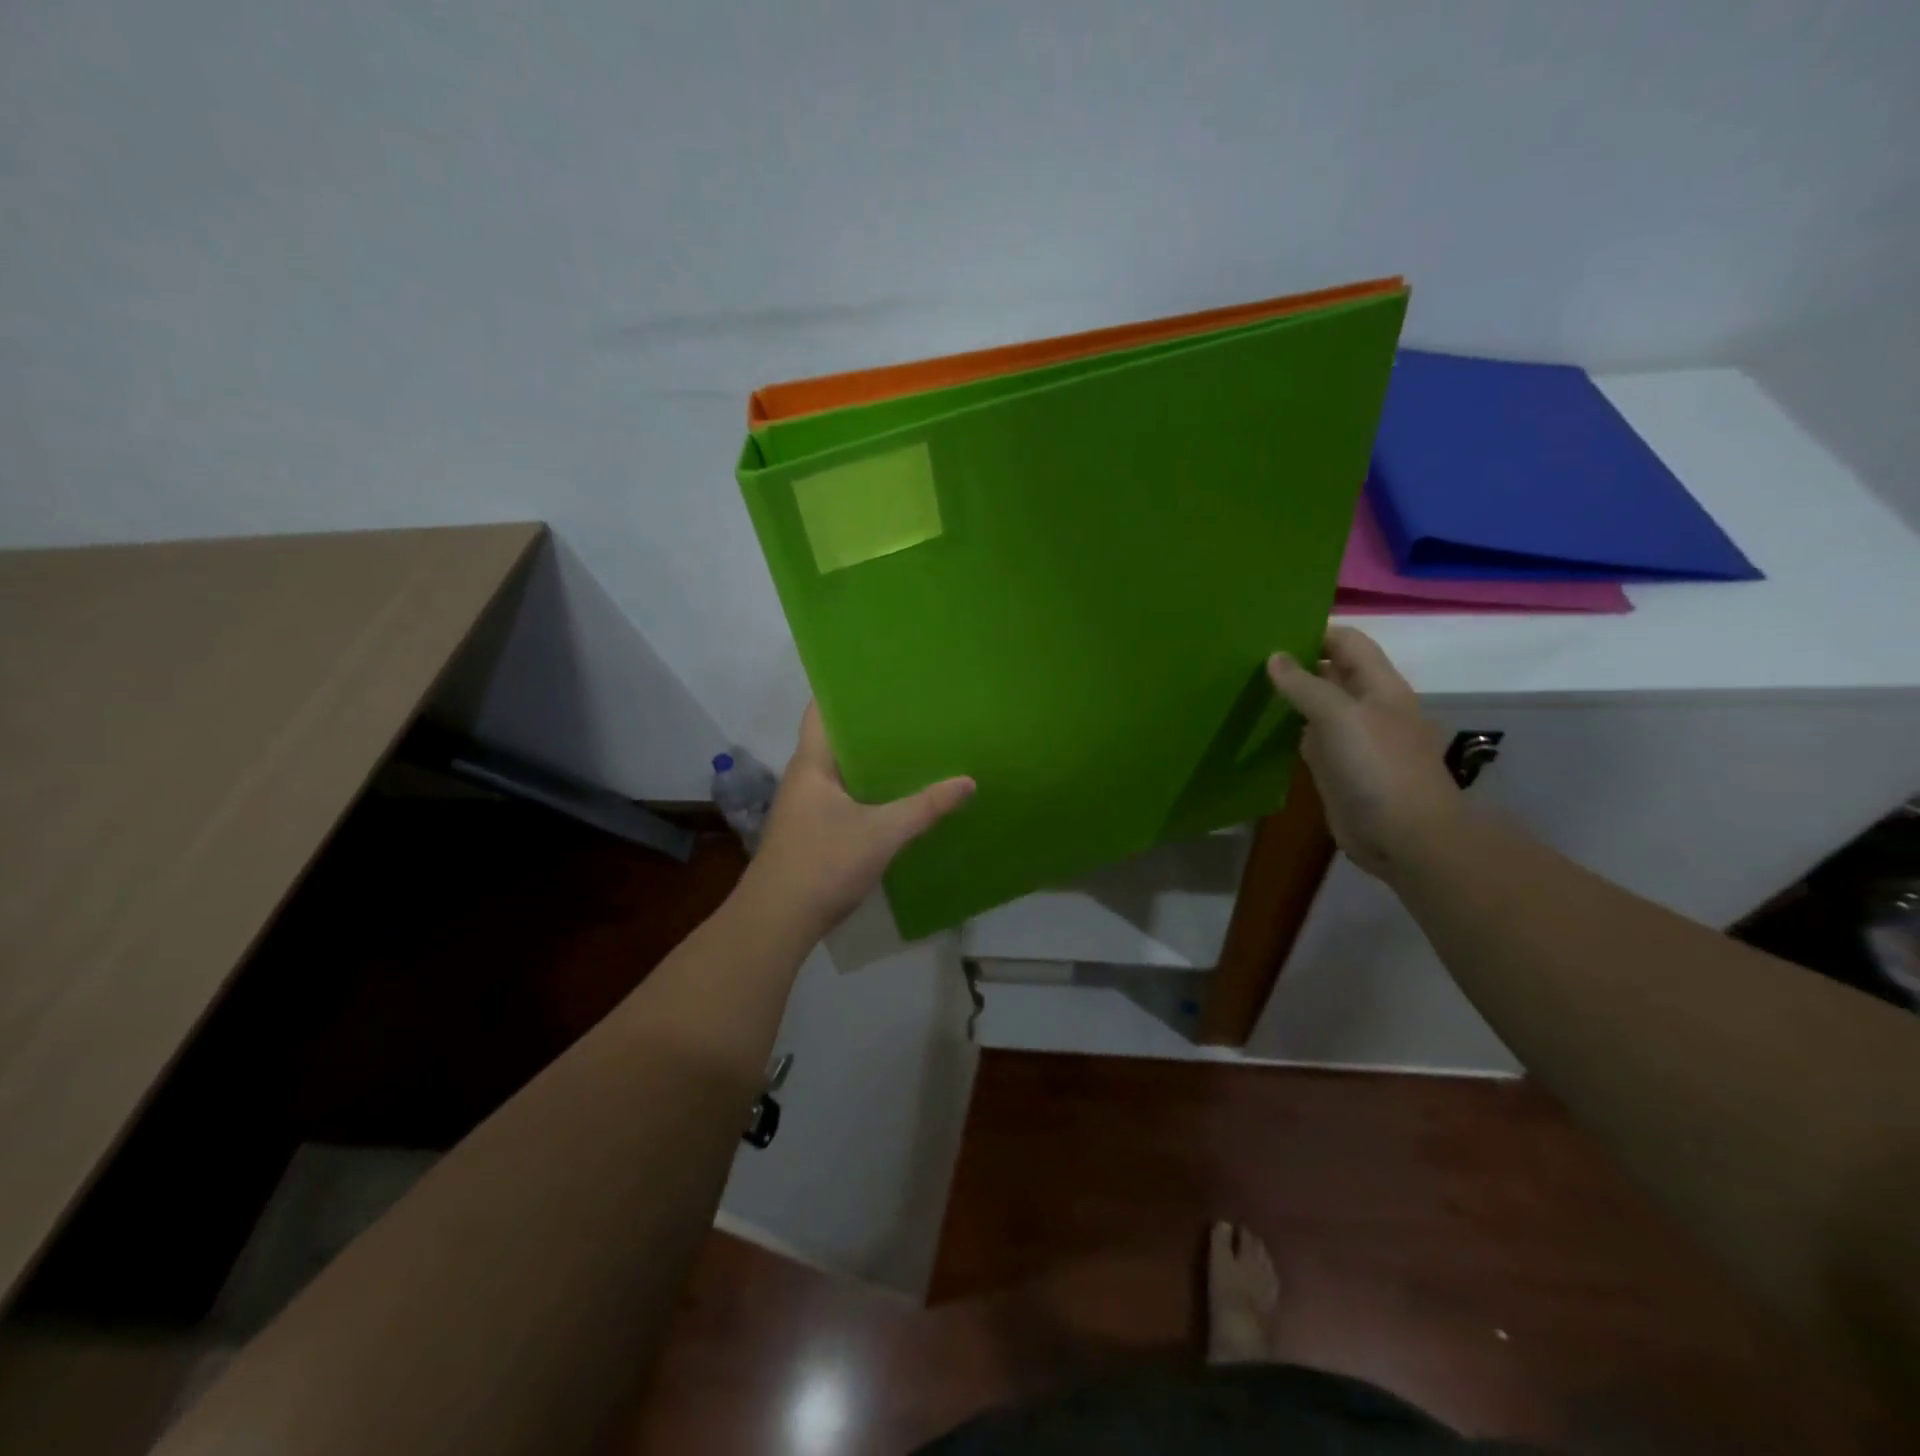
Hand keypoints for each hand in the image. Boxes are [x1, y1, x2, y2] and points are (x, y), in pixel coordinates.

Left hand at [743, 702, 974, 936]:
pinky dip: (870, 788)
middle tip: (915, 710)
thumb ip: (925, 807)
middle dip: (872, 725)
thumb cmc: (823, 864)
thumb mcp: (882, 834)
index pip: (821, 709)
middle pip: (838, 737)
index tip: (883, 676)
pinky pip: (846, 795)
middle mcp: (806, 776)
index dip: (846, 688)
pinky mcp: (815, 829)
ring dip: (872, 759)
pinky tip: (899, 792)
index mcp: (812, 763)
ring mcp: (808, 805)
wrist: (778, 921)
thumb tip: (968, 781)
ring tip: (915, 744)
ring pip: (844, 769)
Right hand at [1266, 627, 1461, 878]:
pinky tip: (1259, 723)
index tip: (1270, 630)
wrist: (1404, 836)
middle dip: (1296, 661)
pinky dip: (1287, 728)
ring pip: (1316, 705)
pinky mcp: (1336, 767)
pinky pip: (1308, 738)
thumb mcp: (1340, 717)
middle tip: (1246, 655)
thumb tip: (1274, 657)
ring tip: (1244, 683)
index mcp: (1379, 686)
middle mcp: (1366, 706)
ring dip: (1288, 695)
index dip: (1315, 632)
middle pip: (1331, 671)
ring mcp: (1351, 739)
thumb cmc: (1378, 767)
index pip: (1348, 642)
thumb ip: (1305, 685)